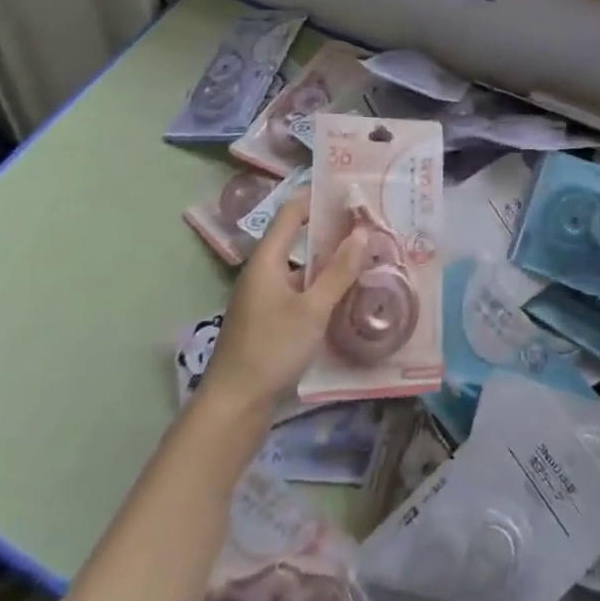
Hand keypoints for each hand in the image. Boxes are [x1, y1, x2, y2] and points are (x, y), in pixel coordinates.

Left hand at [201, 195, 367, 412]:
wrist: (233, 409)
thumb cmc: (271, 351)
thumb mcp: (312, 310)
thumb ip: (338, 272)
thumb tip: (362, 233)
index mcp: (266, 260)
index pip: (291, 212)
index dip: (317, 197)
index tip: (349, 191)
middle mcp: (262, 272)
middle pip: (296, 237)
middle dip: (330, 229)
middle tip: (366, 223)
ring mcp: (263, 297)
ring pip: (300, 266)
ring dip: (328, 260)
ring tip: (364, 255)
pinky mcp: (268, 320)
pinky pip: (298, 289)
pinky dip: (320, 285)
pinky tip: (345, 294)